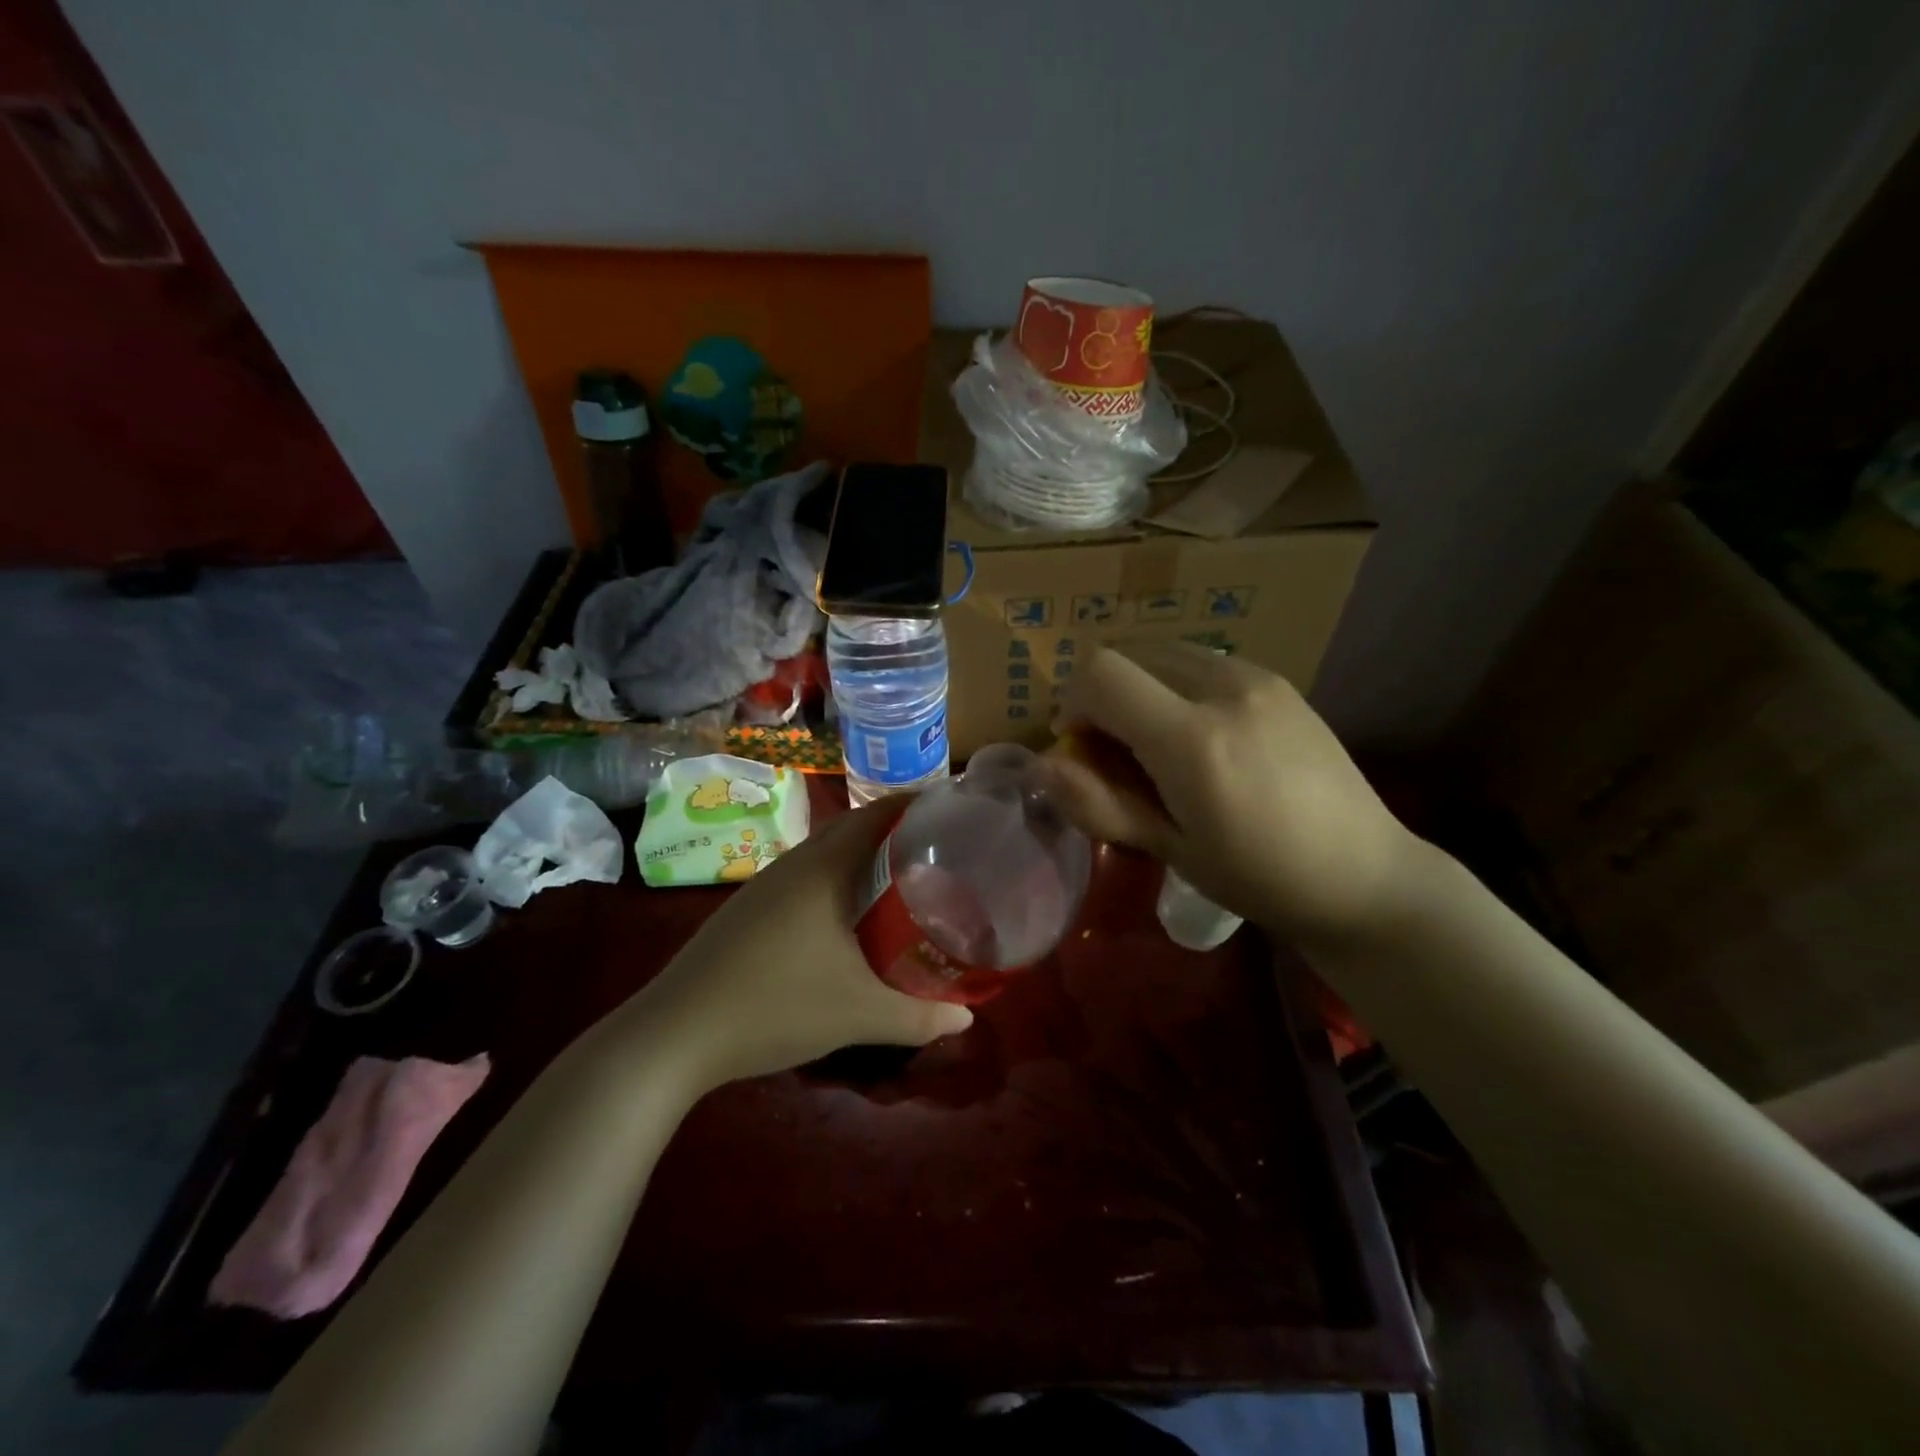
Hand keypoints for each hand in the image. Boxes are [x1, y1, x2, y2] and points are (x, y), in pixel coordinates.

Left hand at [628, 802, 973, 1089]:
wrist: (676, 1033)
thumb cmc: (776, 1004)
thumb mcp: (859, 1014)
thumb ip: (918, 1017)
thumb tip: (966, 1019)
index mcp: (824, 868)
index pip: (878, 815)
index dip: (916, 805)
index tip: (952, 813)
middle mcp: (795, 864)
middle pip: (853, 829)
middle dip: (894, 832)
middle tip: (937, 851)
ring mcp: (765, 885)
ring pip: (824, 854)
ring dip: (862, 857)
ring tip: (900, 880)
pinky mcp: (747, 909)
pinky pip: (804, 877)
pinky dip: (835, 881)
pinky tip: (844, 918)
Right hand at [1038, 642, 1425, 945]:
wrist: (1364, 873)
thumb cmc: (1259, 876)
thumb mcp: (1170, 849)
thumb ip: (1099, 802)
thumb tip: (1041, 766)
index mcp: (1192, 739)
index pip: (1100, 674)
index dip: (1072, 701)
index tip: (1078, 745)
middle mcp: (1223, 688)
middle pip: (1128, 654)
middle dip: (1104, 695)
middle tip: (1116, 752)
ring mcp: (1256, 676)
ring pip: (1164, 653)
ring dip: (1140, 688)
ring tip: (1158, 743)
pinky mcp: (1277, 679)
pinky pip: (1201, 663)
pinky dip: (1175, 686)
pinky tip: (1201, 736)